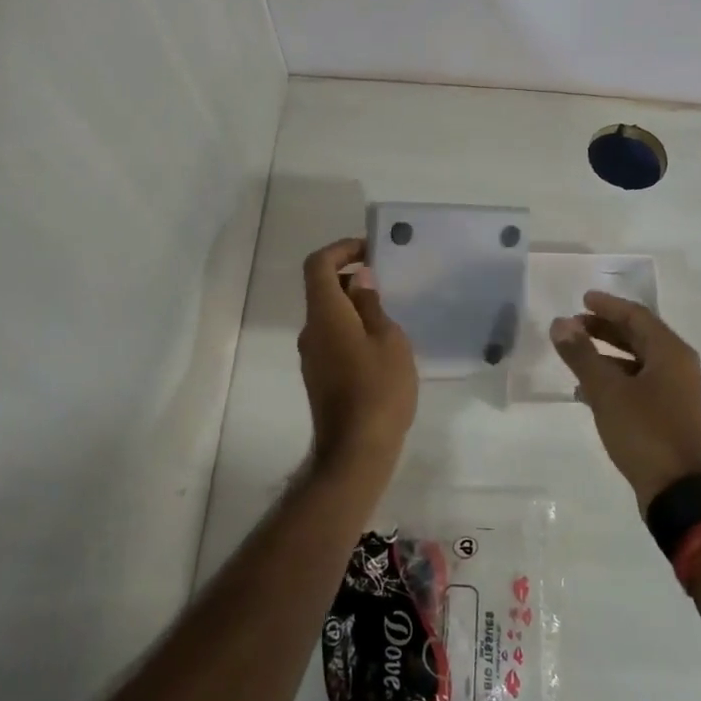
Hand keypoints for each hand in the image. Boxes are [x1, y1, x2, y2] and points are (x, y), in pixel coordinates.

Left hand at [298, 237, 417, 466]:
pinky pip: (332, 339)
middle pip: (322, 289)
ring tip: (390, 315)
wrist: (356, 450)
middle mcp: (310, 331)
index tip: (369, 250)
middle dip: (351, 277)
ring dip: (354, 306)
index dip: (341, 249)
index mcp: (325, 315)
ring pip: (329, 316)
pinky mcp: (319, 377)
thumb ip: (371, 306)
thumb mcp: (389, 340)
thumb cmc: (379, 389)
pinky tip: (381, 347)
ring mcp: (312, 357)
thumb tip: (359, 280)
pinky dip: (352, 329)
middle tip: (386, 281)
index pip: (318, 265)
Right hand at [551, 293, 700, 511]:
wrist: (677, 491)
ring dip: (606, 355)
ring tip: (575, 355)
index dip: (608, 306)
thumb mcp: (607, 391)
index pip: (637, 316)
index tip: (582, 299)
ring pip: (637, 361)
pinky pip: (639, 384)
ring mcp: (676, 392)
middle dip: (605, 329)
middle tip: (574, 325)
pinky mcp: (668, 414)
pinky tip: (587, 390)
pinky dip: (614, 379)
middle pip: (639, 336)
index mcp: (671, 353)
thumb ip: (582, 355)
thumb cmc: (644, 432)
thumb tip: (559, 323)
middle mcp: (678, 366)